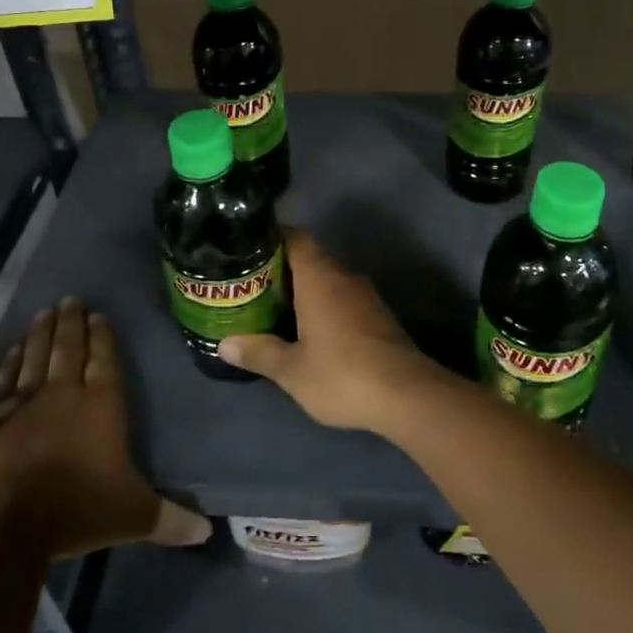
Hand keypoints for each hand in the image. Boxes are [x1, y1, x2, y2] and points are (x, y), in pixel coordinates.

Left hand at [0, 297, 209, 556]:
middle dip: (72, 322)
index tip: (98, 313)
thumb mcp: (134, 515)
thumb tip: (208, 532)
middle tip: (70, 298)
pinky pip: (5, 380)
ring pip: (37, 356)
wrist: (12, 525)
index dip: (103, 336)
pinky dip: (10, 361)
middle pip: (69, 348)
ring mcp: (27, 403)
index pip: (104, 359)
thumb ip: (170, 519)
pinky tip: (14, 348)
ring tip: (46, 310)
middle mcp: (66, 393)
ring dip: (42, 332)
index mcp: (102, 405)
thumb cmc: (80, 509)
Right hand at [216, 229, 445, 433]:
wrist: (407, 395)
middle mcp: (344, 276)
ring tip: (272, 306)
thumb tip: (224, 344)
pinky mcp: (378, 316)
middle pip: (310, 257)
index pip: (295, 237)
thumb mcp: (292, 370)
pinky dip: (322, 305)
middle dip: (281, 268)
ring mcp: (365, 296)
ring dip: (303, 288)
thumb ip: (259, 352)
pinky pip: (342, 298)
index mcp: (320, 277)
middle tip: (250, 284)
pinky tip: (307, 329)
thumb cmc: (342, 374)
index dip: (271, 237)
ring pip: (327, 279)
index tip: (247, 249)